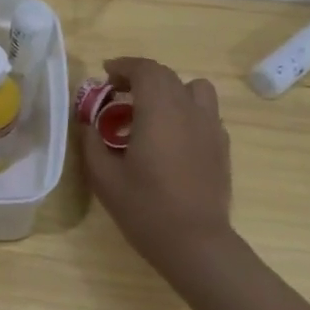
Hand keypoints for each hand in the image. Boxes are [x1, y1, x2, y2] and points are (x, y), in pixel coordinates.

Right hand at [80, 57, 233, 278]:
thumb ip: (91, 143)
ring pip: (194, 89)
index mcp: (159, 111)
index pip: (145, 70)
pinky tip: (171, 137)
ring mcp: (211, 127)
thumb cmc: (146, 208)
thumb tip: (88, 124)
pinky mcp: (222, 146)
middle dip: (141, 77)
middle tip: (118, 93)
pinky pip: (205, 113)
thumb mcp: (104, 178)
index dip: (124, 65)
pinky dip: (186, 111)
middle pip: (167, 76)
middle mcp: (189, 110)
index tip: (106, 74)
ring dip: (170, 90)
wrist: (195, 243)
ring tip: (151, 111)